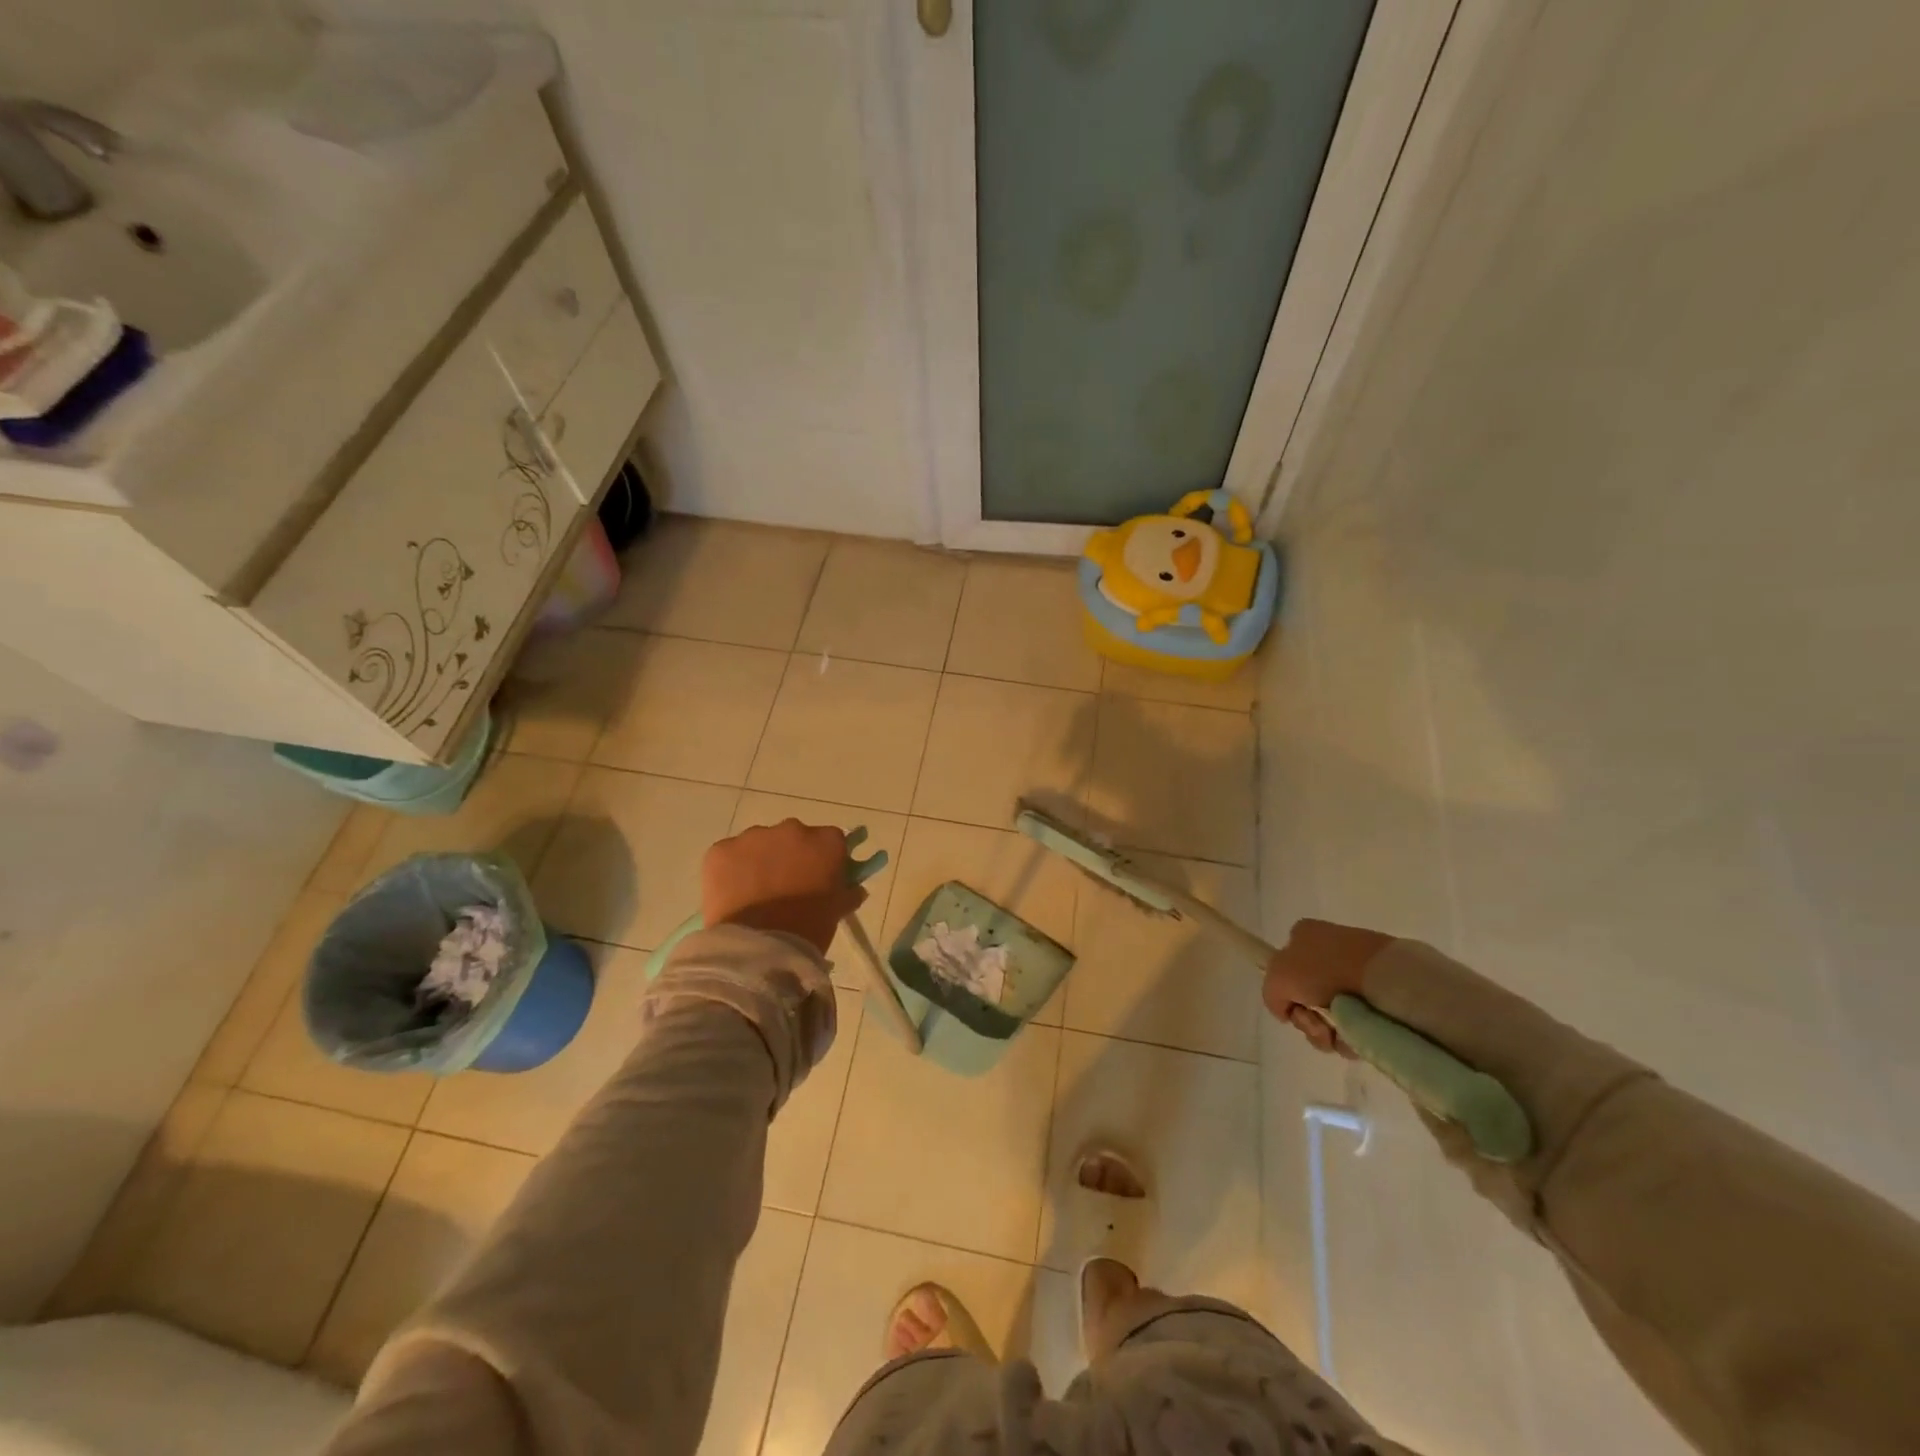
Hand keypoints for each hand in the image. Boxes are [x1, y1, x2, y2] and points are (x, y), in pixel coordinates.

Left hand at [702, 820, 866, 956]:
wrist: (758, 948)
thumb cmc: (807, 929)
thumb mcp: (836, 911)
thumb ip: (847, 893)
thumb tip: (854, 888)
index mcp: (825, 841)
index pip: (831, 840)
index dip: (825, 858)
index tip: (820, 877)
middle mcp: (791, 829)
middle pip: (794, 837)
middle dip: (791, 856)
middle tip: (786, 887)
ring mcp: (753, 837)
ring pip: (759, 843)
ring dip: (760, 861)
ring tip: (755, 893)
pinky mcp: (721, 850)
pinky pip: (729, 855)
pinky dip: (731, 870)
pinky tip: (733, 894)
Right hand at [1261, 919, 1392, 1054]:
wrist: (1382, 979)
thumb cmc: (1324, 970)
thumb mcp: (1277, 978)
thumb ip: (1271, 995)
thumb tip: (1286, 1011)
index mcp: (1304, 935)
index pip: (1284, 968)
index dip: (1286, 993)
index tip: (1295, 1007)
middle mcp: (1328, 950)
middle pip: (1306, 997)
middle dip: (1308, 1019)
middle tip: (1317, 1025)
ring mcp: (1356, 971)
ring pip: (1330, 1014)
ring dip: (1327, 1032)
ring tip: (1340, 1034)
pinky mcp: (1380, 993)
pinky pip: (1357, 1022)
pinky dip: (1352, 1035)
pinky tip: (1356, 1037)